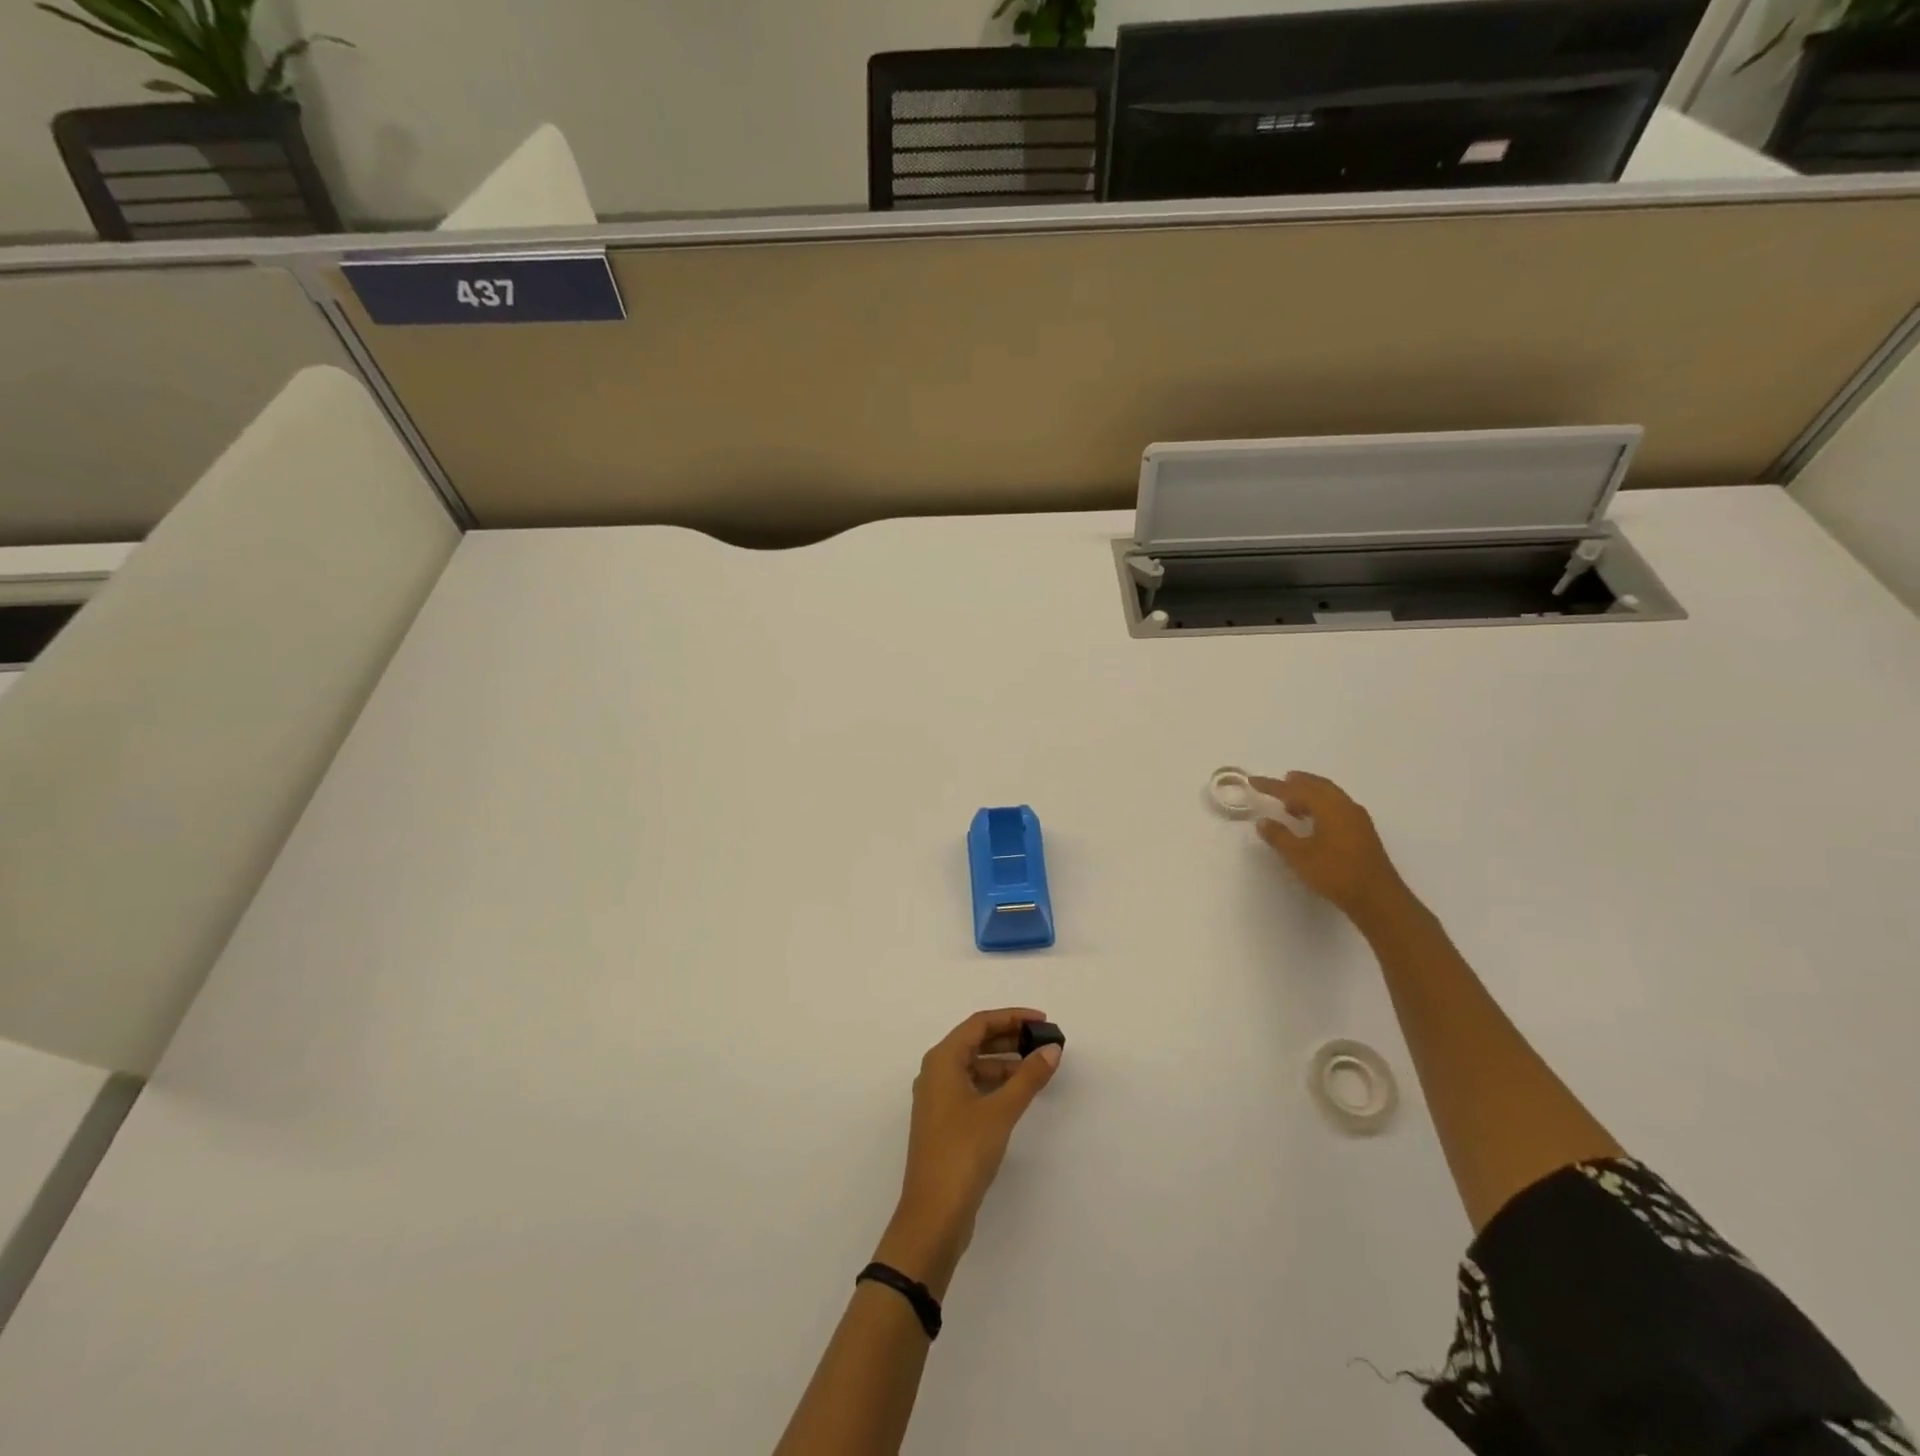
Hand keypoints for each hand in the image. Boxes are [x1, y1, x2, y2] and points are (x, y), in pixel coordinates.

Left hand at [875, 1008, 1061, 1296]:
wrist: (933, 1215)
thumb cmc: (963, 1152)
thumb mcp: (1000, 1111)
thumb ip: (1028, 1077)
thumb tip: (1052, 1049)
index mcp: (942, 1060)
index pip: (979, 1023)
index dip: (1012, 1017)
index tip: (1043, 1021)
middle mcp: (936, 1072)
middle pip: (975, 1042)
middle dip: (1010, 1038)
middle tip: (1044, 1042)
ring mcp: (938, 1098)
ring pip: (975, 1066)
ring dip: (1005, 1063)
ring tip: (1038, 1067)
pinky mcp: (945, 1122)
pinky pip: (973, 1088)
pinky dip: (996, 1084)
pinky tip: (1019, 1094)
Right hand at [1250, 772, 1411, 925]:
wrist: (1377, 898)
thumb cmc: (1335, 873)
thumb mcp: (1299, 856)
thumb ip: (1279, 836)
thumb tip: (1263, 822)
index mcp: (1329, 807)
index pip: (1295, 789)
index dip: (1272, 785)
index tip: (1253, 781)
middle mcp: (1345, 806)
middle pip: (1318, 785)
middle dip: (1297, 782)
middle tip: (1280, 782)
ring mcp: (1358, 819)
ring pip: (1330, 796)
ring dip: (1310, 795)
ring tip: (1292, 804)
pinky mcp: (1363, 832)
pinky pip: (1338, 807)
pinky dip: (1321, 806)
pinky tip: (1313, 821)